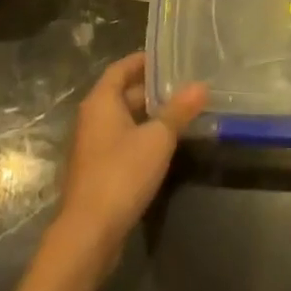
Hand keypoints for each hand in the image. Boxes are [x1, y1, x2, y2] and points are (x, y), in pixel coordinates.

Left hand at [52, 53, 206, 266]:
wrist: (89, 232)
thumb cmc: (122, 174)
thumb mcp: (158, 139)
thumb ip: (179, 111)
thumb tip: (201, 85)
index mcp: (101, 102)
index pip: (121, 68)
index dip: (143, 60)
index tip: (168, 57)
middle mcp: (92, 118)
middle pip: (122, 93)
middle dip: (151, 88)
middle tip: (183, 84)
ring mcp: (93, 146)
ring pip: (123, 119)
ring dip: (148, 114)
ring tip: (181, 111)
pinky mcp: (98, 170)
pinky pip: (122, 141)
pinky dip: (142, 136)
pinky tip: (165, 145)